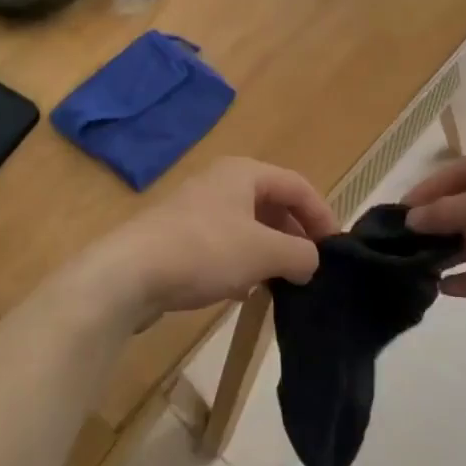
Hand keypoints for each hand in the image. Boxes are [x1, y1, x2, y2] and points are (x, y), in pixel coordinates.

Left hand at [92, 157, 338, 320]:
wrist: (129, 274)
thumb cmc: (205, 251)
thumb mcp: (264, 252)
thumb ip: (301, 254)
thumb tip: (312, 262)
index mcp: (244, 173)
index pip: (298, 186)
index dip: (322, 215)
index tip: (336, 249)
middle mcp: (221, 183)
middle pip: (272, 205)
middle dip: (295, 236)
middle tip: (311, 267)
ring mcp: (196, 210)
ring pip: (248, 228)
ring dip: (269, 253)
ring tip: (283, 282)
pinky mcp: (178, 238)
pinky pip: (223, 246)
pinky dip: (242, 264)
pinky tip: (244, 291)